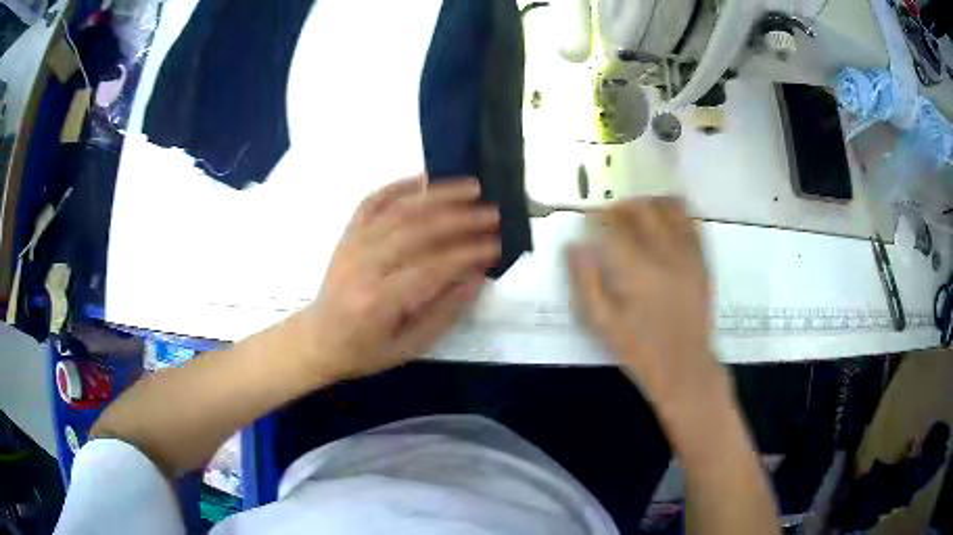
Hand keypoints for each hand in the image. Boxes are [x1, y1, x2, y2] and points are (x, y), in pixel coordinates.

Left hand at [296, 176, 499, 380]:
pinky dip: (399, 186)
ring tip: (472, 188)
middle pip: (417, 231)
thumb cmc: (364, 351)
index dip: (468, 254)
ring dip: (438, 195)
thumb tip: (477, 277)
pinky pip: (372, 202)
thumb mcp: (410, 346)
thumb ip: (445, 312)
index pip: (432, 268)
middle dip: (461, 220)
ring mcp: (353, 244)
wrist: (318, 339)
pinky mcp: (348, 234)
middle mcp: (364, 265)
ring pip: (399, 210)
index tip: (497, 245)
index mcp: (379, 301)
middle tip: (492, 214)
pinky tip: (425, 179)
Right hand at [569, 197, 722, 406]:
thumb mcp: (602, 322)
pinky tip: (664, 218)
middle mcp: (666, 255)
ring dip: (649, 202)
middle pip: (643, 210)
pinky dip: (675, 212)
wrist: (684, 365)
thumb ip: (585, 281)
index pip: (614, 226)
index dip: (598, 216)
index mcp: (637, 271)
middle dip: (622, 206)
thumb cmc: (639, 348)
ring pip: (670, 208)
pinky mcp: (703, 261)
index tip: (589, 217)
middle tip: (609, 214)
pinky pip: (692, 222)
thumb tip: (574, 246)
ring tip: (636, 212)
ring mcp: (689, 255)